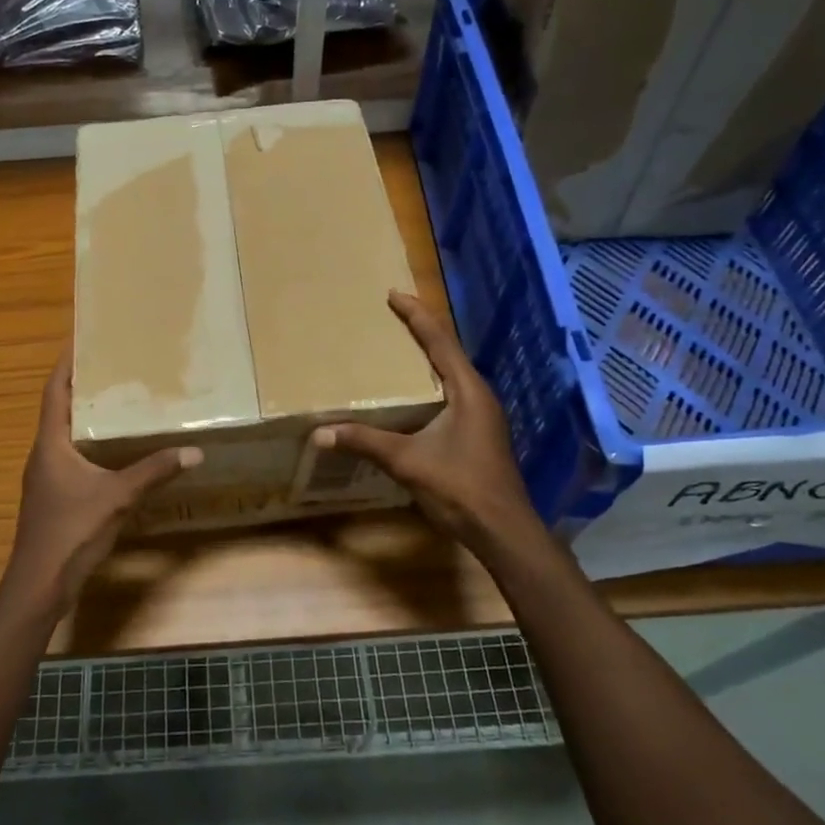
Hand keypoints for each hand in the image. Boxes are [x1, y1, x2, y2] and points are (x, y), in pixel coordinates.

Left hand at [2, 350, 200, 617]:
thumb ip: (154, 472)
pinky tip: (114, 451)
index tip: (80, 341)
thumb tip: (193, 451)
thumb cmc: (71, 532)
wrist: (39, 584)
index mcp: (51, 445)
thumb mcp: (118, 498)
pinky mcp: (53, 497)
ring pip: (65, 436)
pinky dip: (90, 445)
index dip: (66, 366)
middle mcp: (44, 455)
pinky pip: (71, 457)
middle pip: (59, 410)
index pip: (54, 392)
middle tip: (112, 368)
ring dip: (86, 418)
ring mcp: (46, 478)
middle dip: (83, 388)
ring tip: (117, 402)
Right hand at [315, 292, 539, 554]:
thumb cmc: (460, 488)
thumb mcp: (408, 462)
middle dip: (421, 330)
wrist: (503, 530)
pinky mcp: (480, 433)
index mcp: (468, 391)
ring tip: (400, 348)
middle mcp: (479, 396)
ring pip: (453, 374)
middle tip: (393, 315)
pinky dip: (432, 382)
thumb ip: (366, 442)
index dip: (416, 315)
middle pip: (449, 351)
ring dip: (429, 356)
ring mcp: (483, 415)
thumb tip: (321, 433)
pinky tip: (414, 395)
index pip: (440, 341)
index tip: (394, 294)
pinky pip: (453, 393)